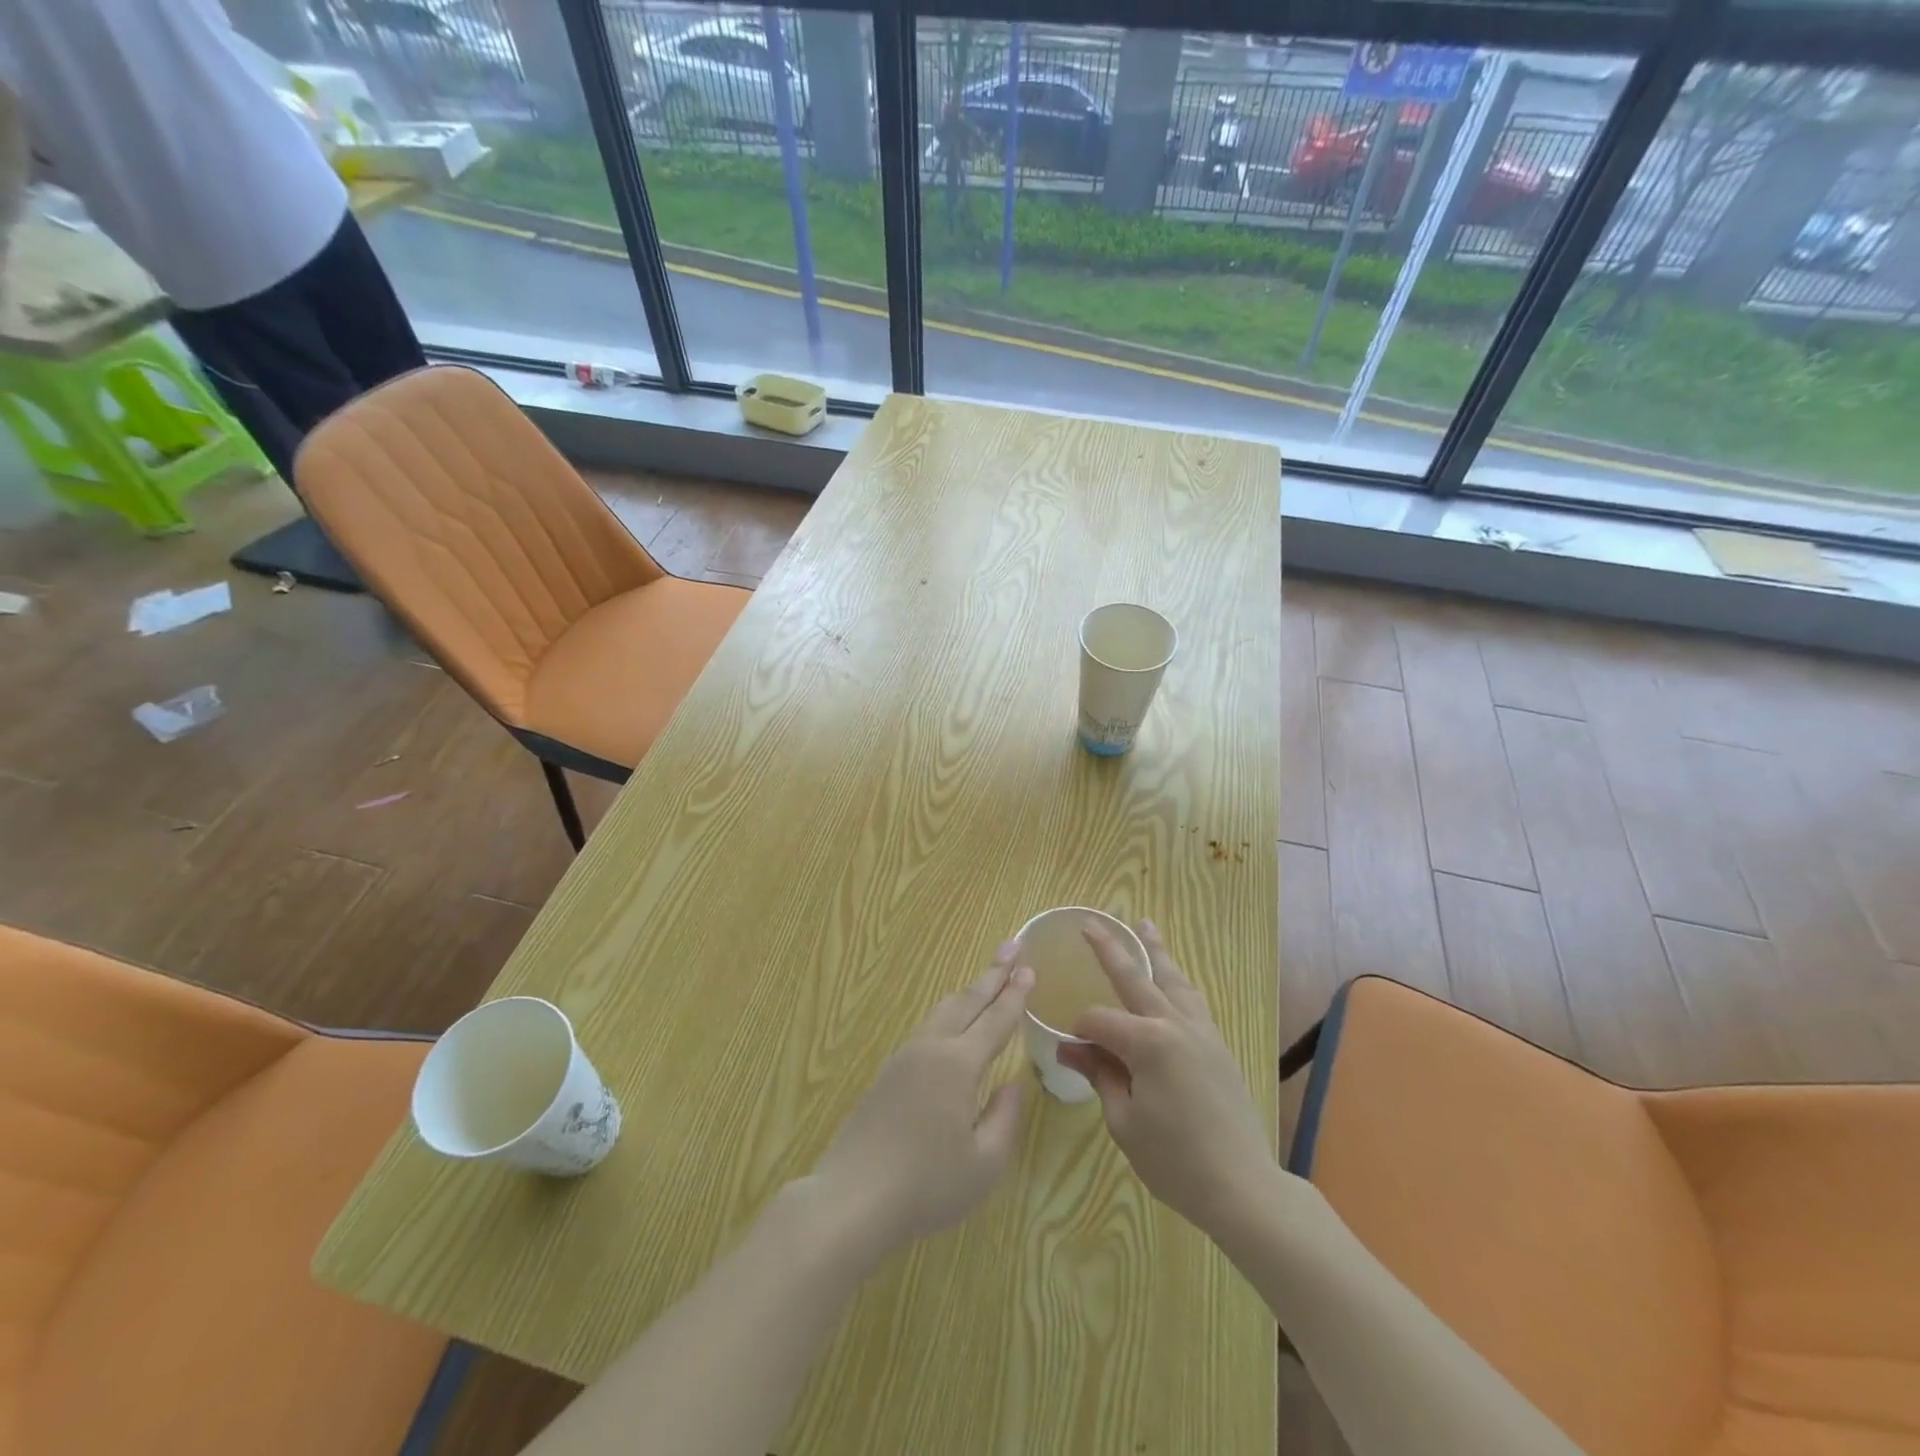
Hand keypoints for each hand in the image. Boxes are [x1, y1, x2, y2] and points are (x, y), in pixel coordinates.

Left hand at [809, 945, 1032, 1261]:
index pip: (995, 1020)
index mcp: (958, 1064)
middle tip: (1013, 946)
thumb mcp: (984, 1163)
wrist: (852, 1197)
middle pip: (967, 1000)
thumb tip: (1013, 1084)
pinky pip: (927, 1028)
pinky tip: (952, 1024)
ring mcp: (904, 1058)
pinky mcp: (887, 1073)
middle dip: (993, 973)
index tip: (1030, 968)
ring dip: (969, 991)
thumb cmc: (926, 1185)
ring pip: (943, 1011)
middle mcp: (931, 1048)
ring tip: (987, 978)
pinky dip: (950, 1013)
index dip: (1015, 995)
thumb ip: (1005, 1118)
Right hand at [1057, 921, 1275, 1240]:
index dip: (1079, 1030)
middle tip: (1090, 924)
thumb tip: (1070, 1048)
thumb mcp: (1124, 1121)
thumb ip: (1100, 1075)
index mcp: (1148, 1043)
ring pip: (1172, 980)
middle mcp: (1175, 1024)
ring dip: (1155, 952)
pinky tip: (1171, 979)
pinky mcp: (1218, 1045)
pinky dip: (1176, 982)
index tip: (1071, 1050)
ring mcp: (1202, 1031)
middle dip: (1110, 950)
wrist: (1242, 1187)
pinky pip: (1192, 1000)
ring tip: (1145, 926)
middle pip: (1136, 978)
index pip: (1100, 1020)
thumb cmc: (1174, 1160)